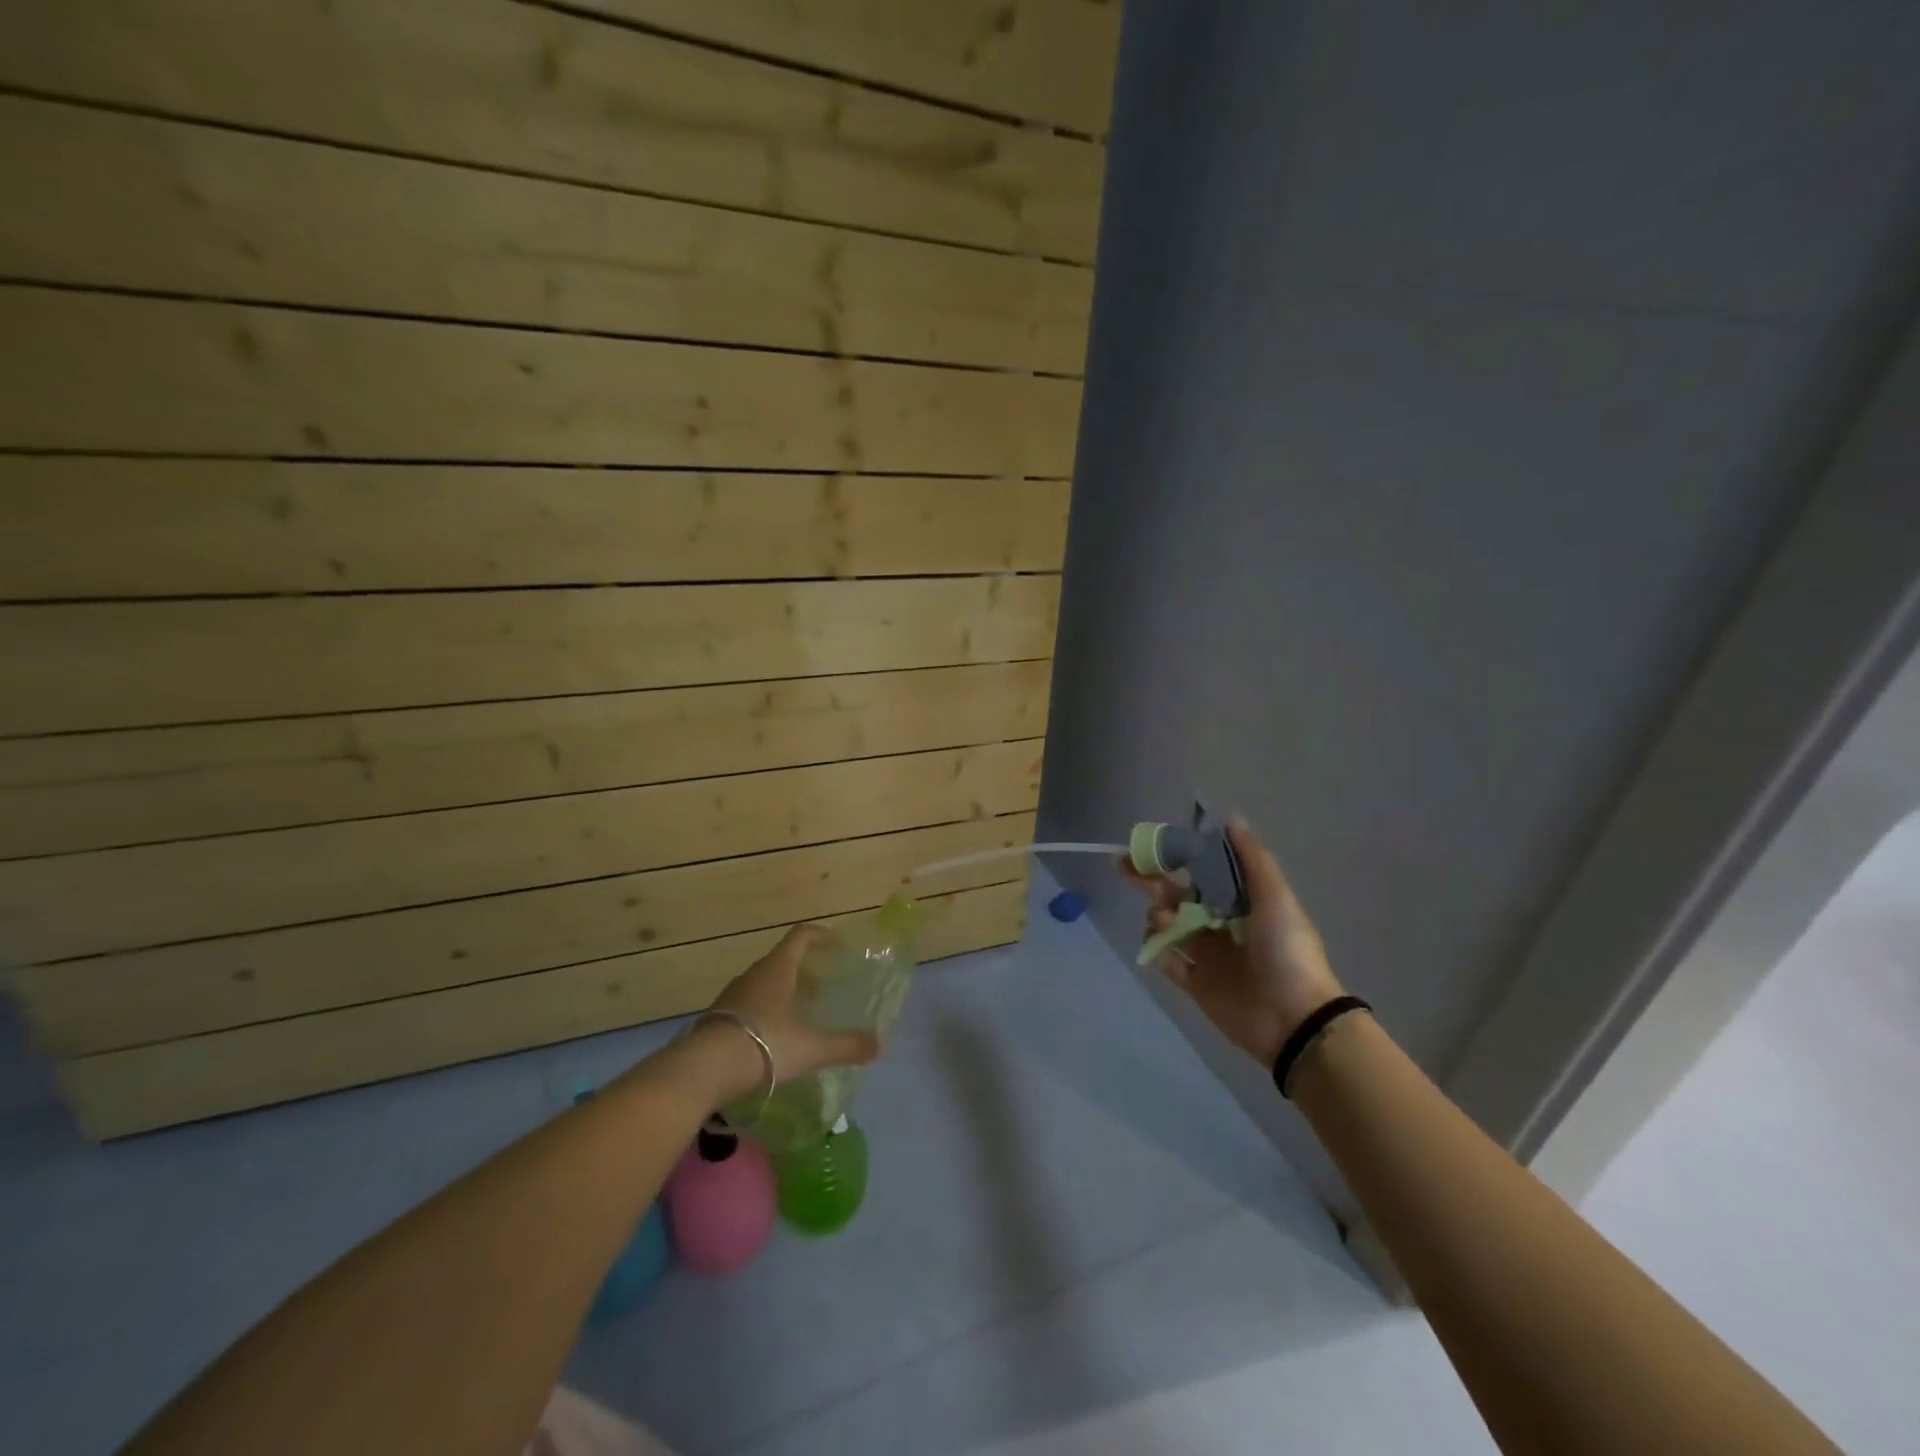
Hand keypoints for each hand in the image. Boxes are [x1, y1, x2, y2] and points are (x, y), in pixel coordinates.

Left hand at [693, 924, 882, 1102]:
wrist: (703, 1070)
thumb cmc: (765, 1044)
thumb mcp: (812, 1047)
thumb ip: (846, 1045)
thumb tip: (880, 1045)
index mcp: (778, 969)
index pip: (800, 936)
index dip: (820, 935)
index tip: (836, 943)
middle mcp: (754, 974)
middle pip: (782, 960)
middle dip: (805, 969)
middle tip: (824, 986)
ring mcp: (732, 995)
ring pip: (764, 983)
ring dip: (784, 991)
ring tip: (800, 1013)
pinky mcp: (717, 1018)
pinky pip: (748, 1004)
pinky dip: (765, 1010)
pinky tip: (773, 1036)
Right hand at [1122, 820, 1343, 1066]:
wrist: (1294, 1020)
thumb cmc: (1286, 952)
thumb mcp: (1276, 899)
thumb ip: (1253, 860)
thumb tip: (1231, 819)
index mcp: (1241, 902)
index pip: (1203, 871)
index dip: (1179, 857)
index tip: (1155, 844)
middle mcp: (1220, 923)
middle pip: (1177, 895)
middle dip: (1152, 880)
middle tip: (1125, 866)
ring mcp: (1206, 955)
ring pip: (1168, 925)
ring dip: (1159, 916)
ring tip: (1165, 921)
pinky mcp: (1195, 983)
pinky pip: (1166, 961)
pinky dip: (1156, 951)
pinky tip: (1157, 945)